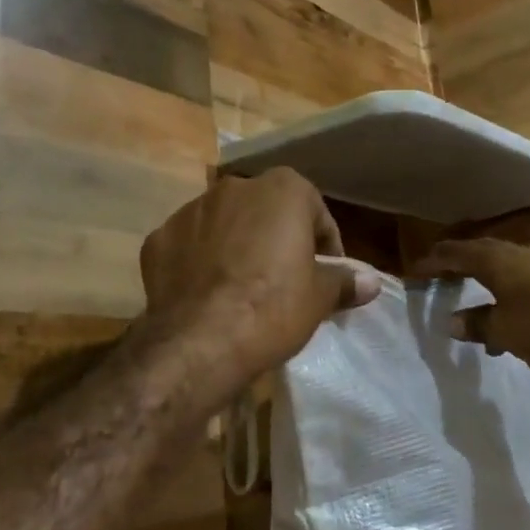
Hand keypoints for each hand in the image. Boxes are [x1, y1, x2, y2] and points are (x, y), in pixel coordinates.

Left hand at [140, 169, 381, 400]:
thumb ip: (345, 281)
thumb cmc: (273, 308)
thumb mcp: (320, 297)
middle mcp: (234, 188)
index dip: (325, 245)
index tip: (325, 275)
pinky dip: (199, 262)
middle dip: (277, 239)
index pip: (315, 212)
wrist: (200, 341)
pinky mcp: (158, 238)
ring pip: (224, 225)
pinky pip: (189, 245)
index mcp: (282, 189)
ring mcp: (190, 210)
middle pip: (266, 212)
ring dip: (236, 246)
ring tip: (242, 289)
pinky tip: (207, 294)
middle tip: (285, 280)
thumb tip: (371, 281)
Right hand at [409, 238, 529, 368]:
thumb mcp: (502, 329)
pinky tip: (515, 331)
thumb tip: (451, 322)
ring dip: (488, 290)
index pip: (455, 253)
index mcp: (495, 260)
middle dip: (460, 270)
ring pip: (505, 273)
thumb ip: (475, 324)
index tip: (415, 272)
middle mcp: (517, 255)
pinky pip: (525, 287)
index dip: (433, 262)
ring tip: (478, 318)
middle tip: (442, 282)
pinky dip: (511, 302)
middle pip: (480, 256)